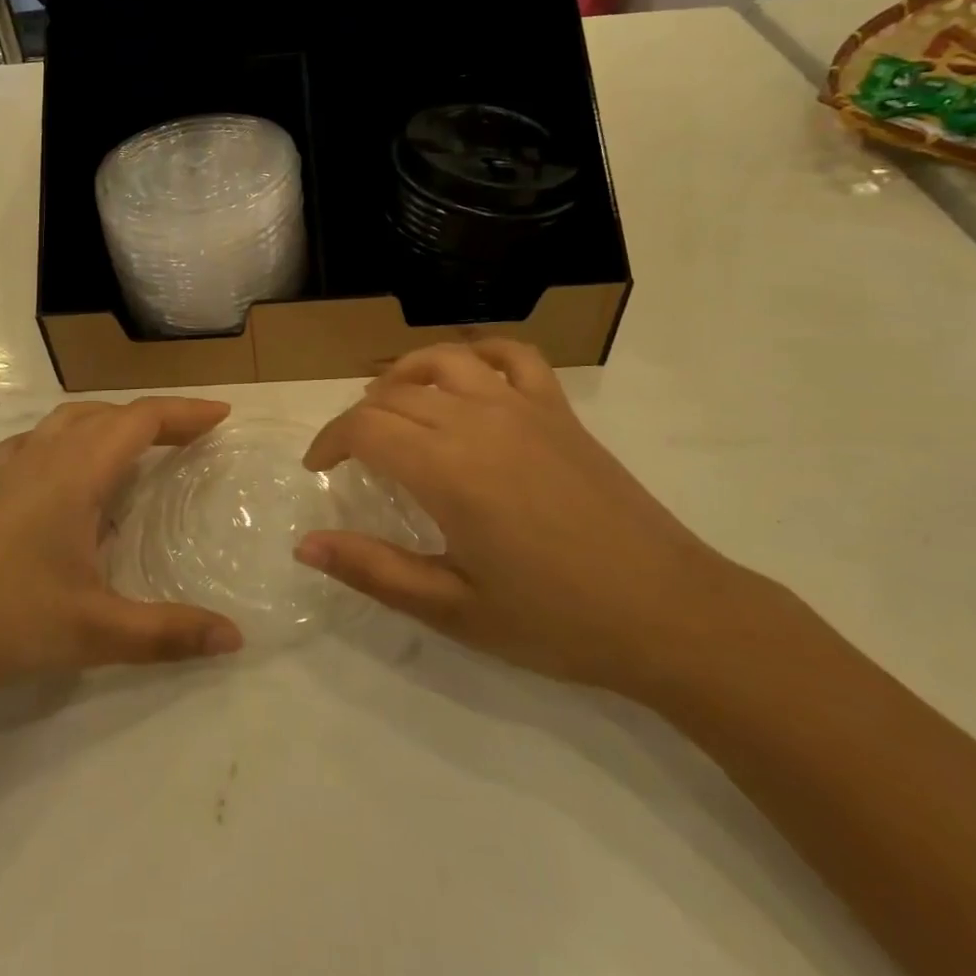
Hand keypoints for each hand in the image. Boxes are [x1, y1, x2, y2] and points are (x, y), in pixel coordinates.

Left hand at [0, 398, 244, 712]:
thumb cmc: (0, 620)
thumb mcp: (93, 632)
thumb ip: (167, 634)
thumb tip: (235, 638)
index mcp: (74, 473)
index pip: (140, 420)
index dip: (185, 413)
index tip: (222, 417)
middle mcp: (42, 458)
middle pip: (107, 414)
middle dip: (155, 418)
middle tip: (191, 438)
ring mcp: (6, 474)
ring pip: (67, 423)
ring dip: (110, 423)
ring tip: (137, 448)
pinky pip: (36, 445)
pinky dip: (67, 442)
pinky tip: (64, 476)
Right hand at [296, 341, 735, 693]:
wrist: (669, 613)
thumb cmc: (555, 620)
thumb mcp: (453, 608)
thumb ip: (373, 570)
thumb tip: (305, 545)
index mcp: (446, 469)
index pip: (363, 428)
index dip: (329, 442)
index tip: (319, 469)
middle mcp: (477, 422)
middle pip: (393, 395)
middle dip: (359, 419)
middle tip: (352, 457)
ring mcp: (522, 408)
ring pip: (444, 360)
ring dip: (404, 375)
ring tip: (391, 403)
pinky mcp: (559, 410)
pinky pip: (513, 356)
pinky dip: (479, 355)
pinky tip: (468, 379)